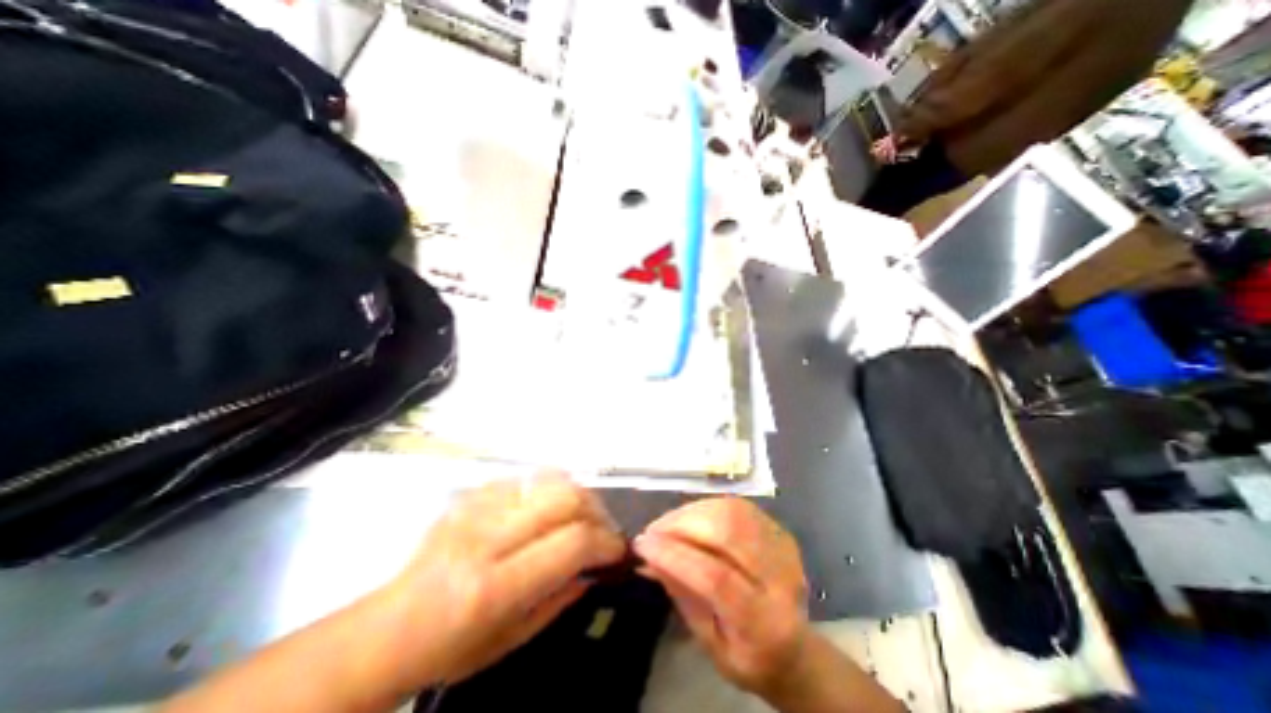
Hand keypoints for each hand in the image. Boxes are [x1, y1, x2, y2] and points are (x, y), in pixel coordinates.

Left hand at [375, 473, 627, 690]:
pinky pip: (526, 477)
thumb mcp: (511, 639)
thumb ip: (560, 598)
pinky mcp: (470, 494)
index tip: (618, 551)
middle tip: (602, 530)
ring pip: (549, 477)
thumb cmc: (449, 648)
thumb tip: (597, 567)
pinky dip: (548, 489)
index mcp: (494, 585)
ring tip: (580, 515)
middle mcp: (486, 536)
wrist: (387, 628)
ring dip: (576, 495)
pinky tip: (546, 509)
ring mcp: (476, 507)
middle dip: (597, 511)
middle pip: (565, 497)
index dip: (605, 542)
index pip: (571, 542)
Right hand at [632, 498, 807, 698]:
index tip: (642, 544)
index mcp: (765, 623)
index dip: (674, 555)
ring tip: (667, 524)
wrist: (797, 649)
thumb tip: (648, 556)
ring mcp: (783, 547)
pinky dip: (706, 508)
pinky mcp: (779, 530)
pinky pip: (737, 506)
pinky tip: (689, 518)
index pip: (716, 577)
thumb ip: (682, 595)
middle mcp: (781, 577)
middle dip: (681, 524)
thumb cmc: (747, 657)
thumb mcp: (709, 643)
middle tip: (653, 530)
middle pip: (727, 531)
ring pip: (731, 511)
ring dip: (691, 512)